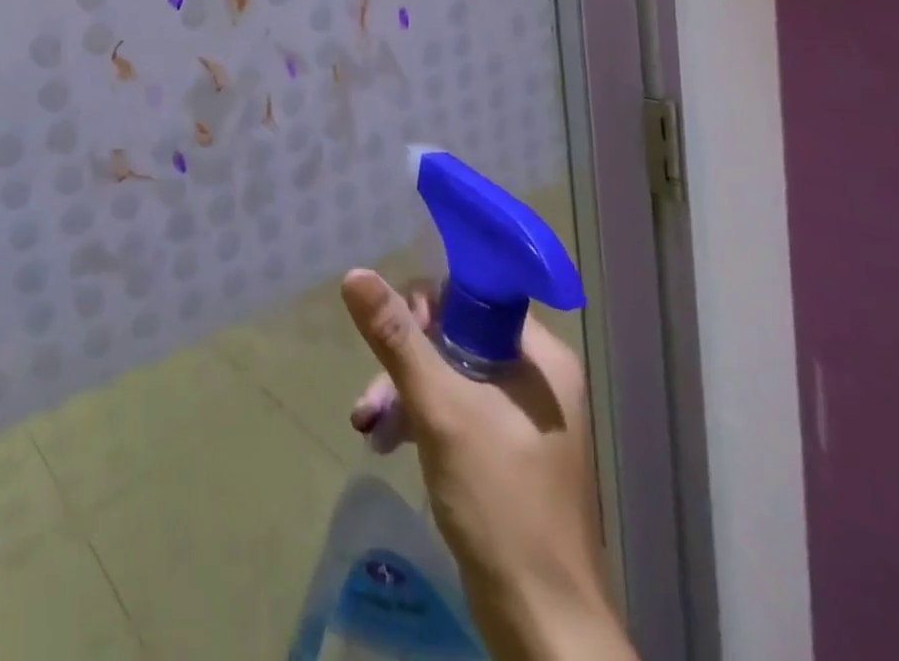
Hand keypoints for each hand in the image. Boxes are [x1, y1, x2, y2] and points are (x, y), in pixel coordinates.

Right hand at [340, 271, 633, 660]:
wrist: (543, 626)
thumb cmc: (501, 503)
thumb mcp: (440, 410)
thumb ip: (397, 338)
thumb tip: (355, 273)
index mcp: (540, 356)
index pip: (471, 296)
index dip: (424, 306)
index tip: (391, 334)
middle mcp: (536, 377)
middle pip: (452, 335)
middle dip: (403, 361)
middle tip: (372, 398)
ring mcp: (520, 416)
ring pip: (447, 374)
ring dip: (403, 393)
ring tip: (368, 426)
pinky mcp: (505, 450)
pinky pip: (453, 409)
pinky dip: (419, 418)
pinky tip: (386, 441)